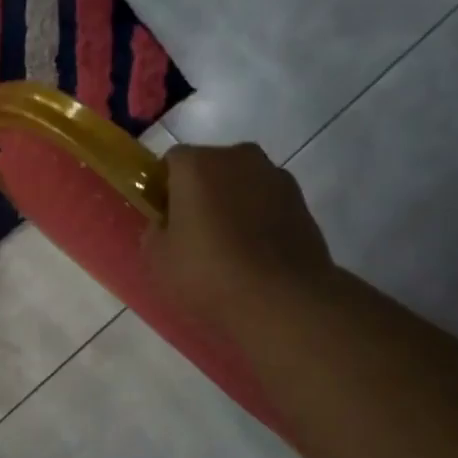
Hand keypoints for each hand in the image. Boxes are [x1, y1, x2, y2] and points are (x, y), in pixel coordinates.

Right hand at [143, 143, 334, 324]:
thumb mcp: (158, 258)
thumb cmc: (209, 273)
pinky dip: (259, 217)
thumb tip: (167, 223)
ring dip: (232, 203)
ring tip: (229, 246)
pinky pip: (267, 202)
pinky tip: (255, 252)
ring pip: (241, 183)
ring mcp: (275, 176)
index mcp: (197, 164)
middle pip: (210, 167)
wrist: (283, 300)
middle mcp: (238, 157)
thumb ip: (155, 230)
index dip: (165, 187)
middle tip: (194, 232)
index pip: (172, 162)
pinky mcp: (302, 201)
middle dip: (201, 191)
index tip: (165, 217)